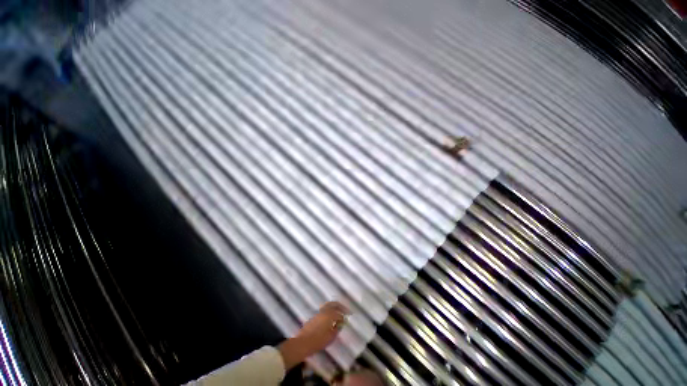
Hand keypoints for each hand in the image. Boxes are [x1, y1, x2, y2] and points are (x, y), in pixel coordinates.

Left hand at [278, 301, 349, 369]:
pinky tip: (330, 319)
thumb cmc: (318, 341)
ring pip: (328, 306)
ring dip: (334, 308)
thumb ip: (336, 329)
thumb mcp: (331, 337)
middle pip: (334, 304)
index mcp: (330, 315)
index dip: (344, 317)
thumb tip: (340, 325)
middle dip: (340, 306)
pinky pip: (324, 310)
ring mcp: (318, 313)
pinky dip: (329, 312)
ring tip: (338, 313)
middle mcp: (324, 311)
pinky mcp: (314, 317)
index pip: (340, 314)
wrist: (303, 343)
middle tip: (345, 310)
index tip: (348, 318)